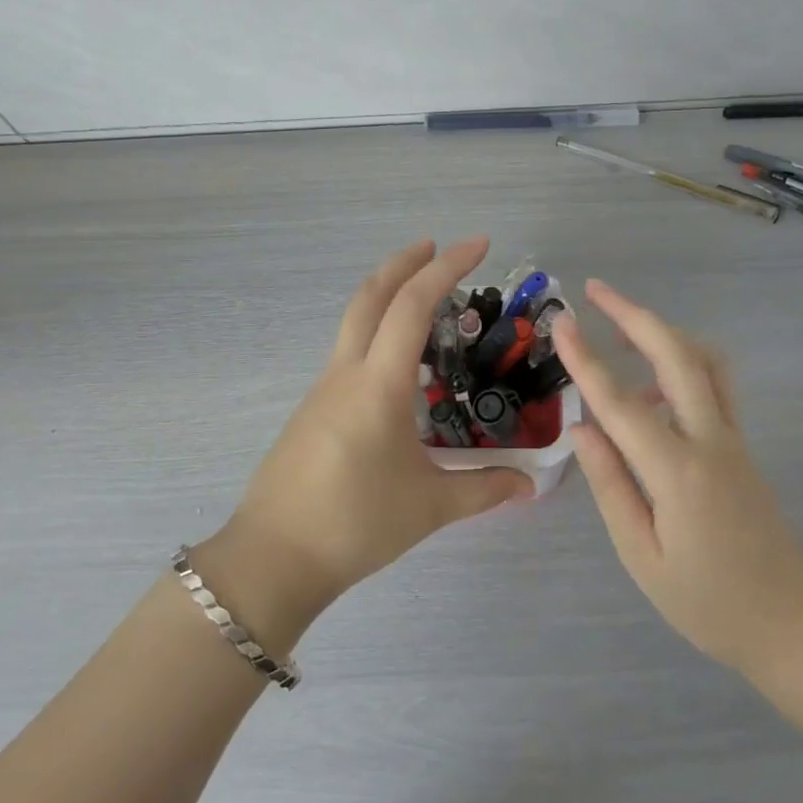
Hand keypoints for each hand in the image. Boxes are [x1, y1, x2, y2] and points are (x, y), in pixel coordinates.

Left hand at [213, 238, 532, 622]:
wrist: (273, 557)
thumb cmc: (355, 523)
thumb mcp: (430, 506)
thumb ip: (484, 489)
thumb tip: (529, 486)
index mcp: (378, 383)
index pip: (412, 305)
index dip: (446, 267)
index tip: (478, 245)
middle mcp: (347, 371)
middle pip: (371, 295)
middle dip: (405, 261)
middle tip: (438, 246)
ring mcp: (323, 387)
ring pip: (355, 319)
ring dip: (388, 294)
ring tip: (425, 300)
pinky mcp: (313, 407)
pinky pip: (350, 350)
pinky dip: (377, 331)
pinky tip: (400, 365)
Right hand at [552, 279, 802, 671]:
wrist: (793, 623)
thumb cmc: (708, 602)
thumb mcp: (642, 556)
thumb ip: (610, 485)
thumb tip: (581, 429)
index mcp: (677, 472)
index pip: (620, 402)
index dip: (586, 360)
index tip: (562, 323)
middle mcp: (710, 440)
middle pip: (676, 355)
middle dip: (634, 314)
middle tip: (596, 290)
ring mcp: (733, 438)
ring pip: (703, 360)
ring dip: (662, 331)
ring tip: (620, 326)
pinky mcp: (742, 444)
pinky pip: (713, 384)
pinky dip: (680, 362)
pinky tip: (650, 386)